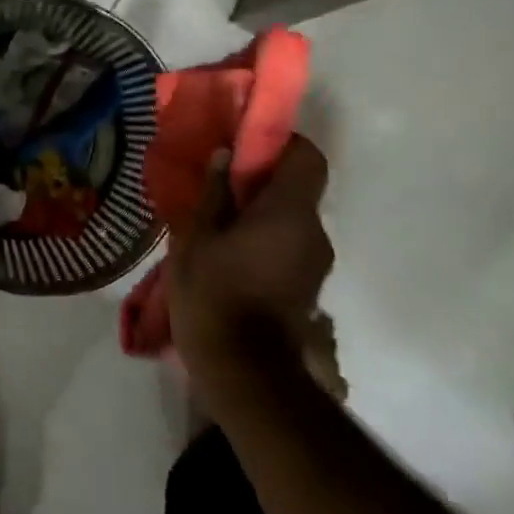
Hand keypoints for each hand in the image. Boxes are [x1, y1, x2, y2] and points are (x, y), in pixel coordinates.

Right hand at [166, 135, 334, 377]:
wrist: (243, 370)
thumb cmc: (214, 293)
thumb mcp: (197, 237)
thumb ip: (214, 193)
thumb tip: (225, 155)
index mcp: (289, 212)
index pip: (308, 157)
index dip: (281, 144)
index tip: (245, 148)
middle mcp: (314, 231)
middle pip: (299, 188)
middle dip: (262, 182)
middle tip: (220, 189)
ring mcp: (316, 261)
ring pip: (292, 219)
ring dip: (262, 214)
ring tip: (219, 227)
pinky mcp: (308, 285)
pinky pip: (290, 244)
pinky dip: (266, 239)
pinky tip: (231, 257)